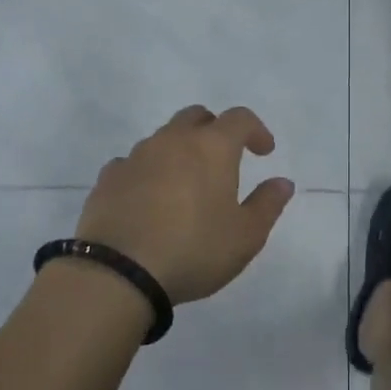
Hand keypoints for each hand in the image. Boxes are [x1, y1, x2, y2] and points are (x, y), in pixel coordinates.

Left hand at [75, 105, 295, 304]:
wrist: (118, 273)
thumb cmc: (193, 249)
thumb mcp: (246, 236)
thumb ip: (268, 204)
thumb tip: (283, 182)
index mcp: (212, 147)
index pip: (239, 118)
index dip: (256, 130)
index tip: (264, 152)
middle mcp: (173, 140)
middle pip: (196, 116)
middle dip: (214, 130)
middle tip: (223, 158)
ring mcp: (136, 156)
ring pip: (163, 138)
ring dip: (179, 151)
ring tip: (185, 185)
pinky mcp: (108, 178)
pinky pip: (133, 163)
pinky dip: (147, 172)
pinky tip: (148, 199)